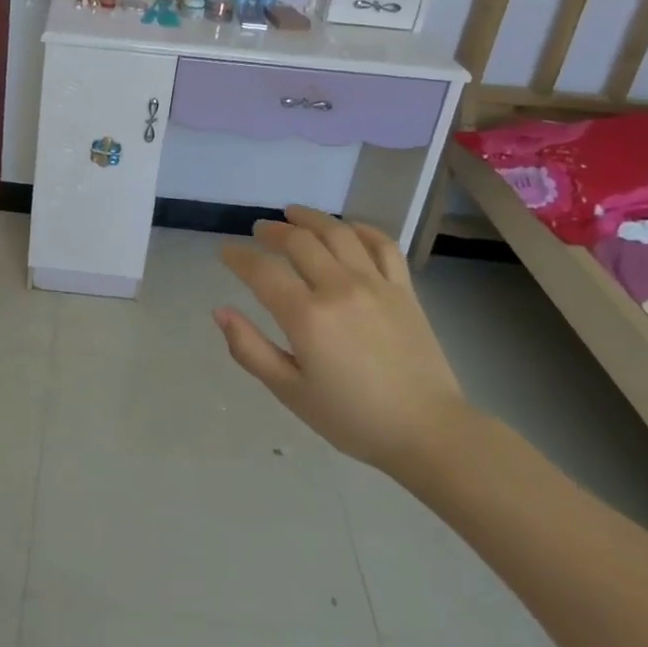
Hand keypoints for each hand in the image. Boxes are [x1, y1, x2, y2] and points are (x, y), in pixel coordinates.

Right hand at [215, 206, 468, 480]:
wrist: (428, 432)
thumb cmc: (352, 419)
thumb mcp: (290, 392)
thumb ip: (250, 349)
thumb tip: (220, 312)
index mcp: (307, 317)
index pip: (262, 271)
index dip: (238, 257)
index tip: (225, 251)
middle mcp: (339, 288)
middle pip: (299, 242)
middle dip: (272, 231)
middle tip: (258, 230)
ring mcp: (376, 284)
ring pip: (338, 233)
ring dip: (311, 218)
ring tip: (293, 214)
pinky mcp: (404, 289)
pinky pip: (383, 245)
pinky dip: (362, 229)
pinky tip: (348, 229)